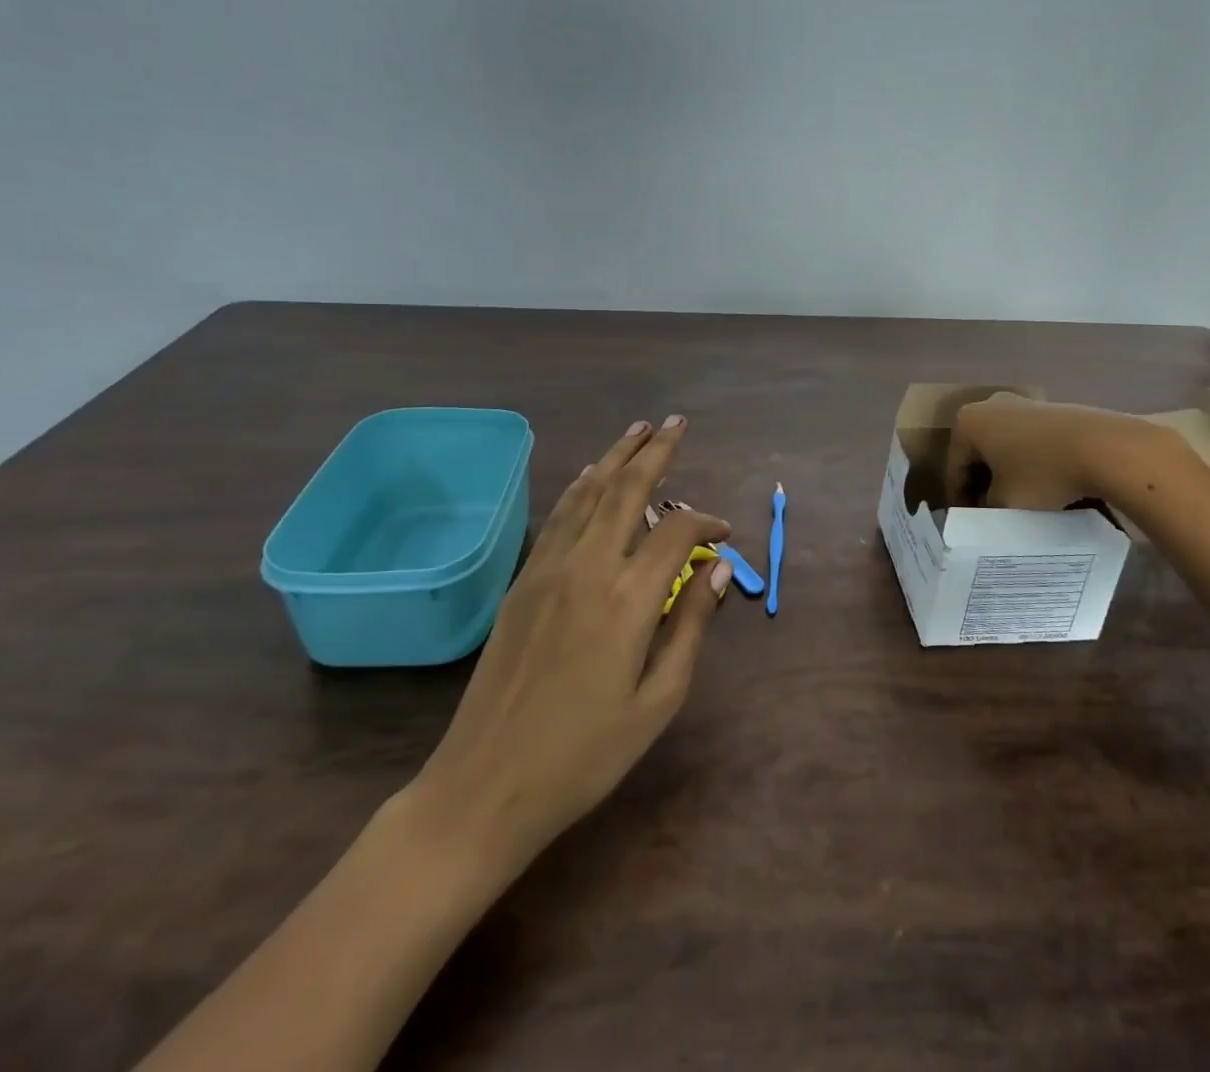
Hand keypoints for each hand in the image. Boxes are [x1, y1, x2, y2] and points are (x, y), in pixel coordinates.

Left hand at [401, 415, 731, 899]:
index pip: (678, 532)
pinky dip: (581, 487)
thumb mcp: (658, 700)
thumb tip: (719, 569)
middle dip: (656, 450)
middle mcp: (588, 566)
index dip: (706, 523)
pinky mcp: (521, 581)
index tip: (724, 534)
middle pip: (627, 489)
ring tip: (639, 429)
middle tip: (677, 423)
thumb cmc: (585, 754)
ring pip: (588, 493)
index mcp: (629, 598)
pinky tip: (591, 478)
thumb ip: (691, 626)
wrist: (485, 786)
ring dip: (616, 456)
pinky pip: (558, 517)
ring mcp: (547, 569)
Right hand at [947, 392, 1149, 508]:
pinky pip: (1029, 441)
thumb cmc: (1042, 473)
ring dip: (1007, 472)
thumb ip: (987, 505)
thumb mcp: (1004, 501)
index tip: (969, 524)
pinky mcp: (1050, 409)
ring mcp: (1022, 404)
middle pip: (978, 453)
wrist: (1103, 447)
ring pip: (1005, 446)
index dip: (960, 500)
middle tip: (991, 514)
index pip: (954, 467)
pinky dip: (1029, 462)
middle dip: (983, 483)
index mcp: (968, 423)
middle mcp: (990, 405)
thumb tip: (990, 504)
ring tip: (1019, 502)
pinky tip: (1044, 485)